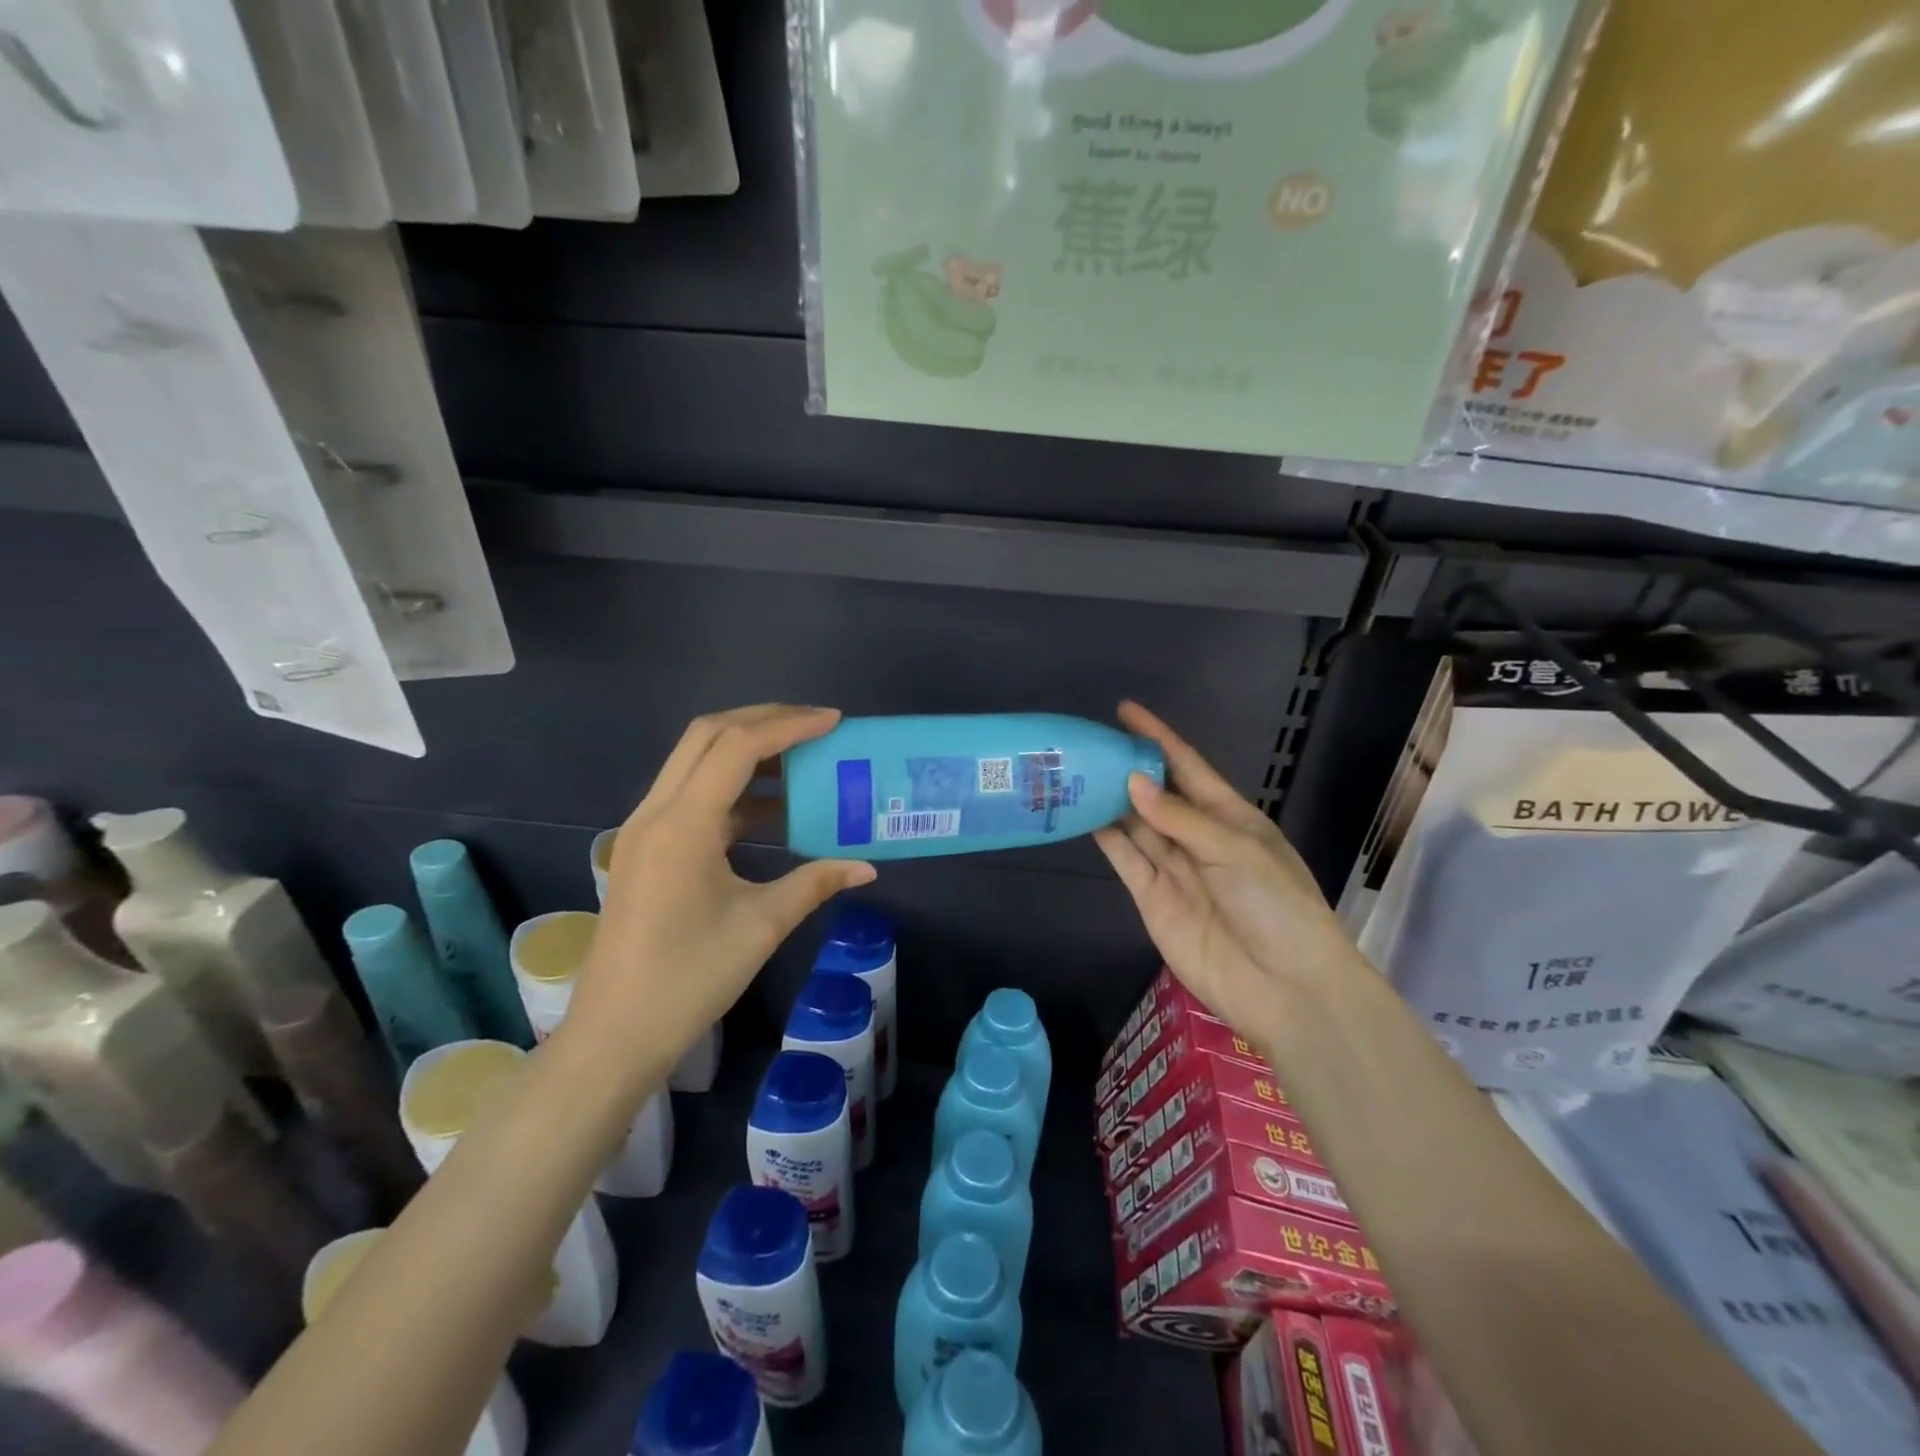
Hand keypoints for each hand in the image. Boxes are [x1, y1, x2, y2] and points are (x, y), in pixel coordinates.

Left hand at [573, 705, 875, 1071]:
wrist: (616, 1033)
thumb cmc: (690, 978)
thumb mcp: (762, 925)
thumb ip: (815, 883)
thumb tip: (866, 868)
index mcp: (683, 825)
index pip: (738, 747)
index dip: (789, 726)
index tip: (834, 722)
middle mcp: (656, 812)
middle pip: (708, 736)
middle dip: (764, 721)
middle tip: (815, 726)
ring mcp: (644, 829)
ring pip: (695, 760)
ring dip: (746, 750)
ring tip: (800, 759)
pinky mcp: (645, 848)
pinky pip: (691, 794)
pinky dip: (732, 787)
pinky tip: (770, 810)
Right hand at [1094, 702, 1365, 1040]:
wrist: (1285, 988)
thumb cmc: (1277, 907)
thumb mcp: (1236, 851)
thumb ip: (1181, 819)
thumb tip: (1133, 783)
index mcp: (1231, 818)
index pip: (1188, 768)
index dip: (1158, 738)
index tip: (1126, 710)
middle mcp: (1198, 838)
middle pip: (1157, 795)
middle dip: (1127, 769)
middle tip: (1088, 744)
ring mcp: (1175, 869)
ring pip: (1136, 826)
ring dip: (1111, 801)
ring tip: (1076, 773)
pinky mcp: (1153, 899)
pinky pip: (1127, 860)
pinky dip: (1108, 839)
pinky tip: (1084, 816)